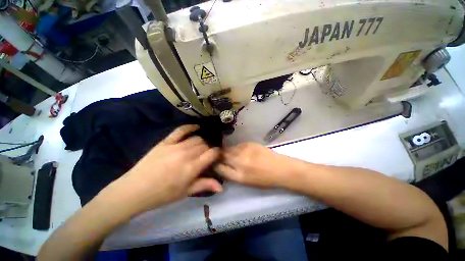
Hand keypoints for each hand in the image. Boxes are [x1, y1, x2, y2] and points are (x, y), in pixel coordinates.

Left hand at [106, 125, 222, 212]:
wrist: (135, 190)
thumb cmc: (163, 194)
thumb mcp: (186, 192)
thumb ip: (205, 185)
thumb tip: (222, 187)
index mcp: (192, 168)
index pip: (212, 153)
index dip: (217, 153)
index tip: (216, 156)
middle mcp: (186, 154)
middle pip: (204, 145)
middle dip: (208, 149)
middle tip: (205, 156)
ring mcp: (175, 146)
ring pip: (196, 138)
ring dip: (201, 142)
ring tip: (199, 148)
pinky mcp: (165, 142)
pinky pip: (181, 130)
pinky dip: (190, 127)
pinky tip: (196, 127)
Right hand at [215, 142, 298, 188]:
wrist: (282, 169)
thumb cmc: (265, 180)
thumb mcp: (247, 183)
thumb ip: (233, 174)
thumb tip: (222, 167)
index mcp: (239, 176)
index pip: (219, 168)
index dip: (215, 166)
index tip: (214, 164)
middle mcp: (240, 162)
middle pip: (222, 156)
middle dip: (218, 156)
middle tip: (218, 157)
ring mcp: (245, 150)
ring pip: (229, 149)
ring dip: (227, 151)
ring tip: (229, 154)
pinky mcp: (250, 143)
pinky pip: (237, 145)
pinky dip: (236, 148)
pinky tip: (240, 151)